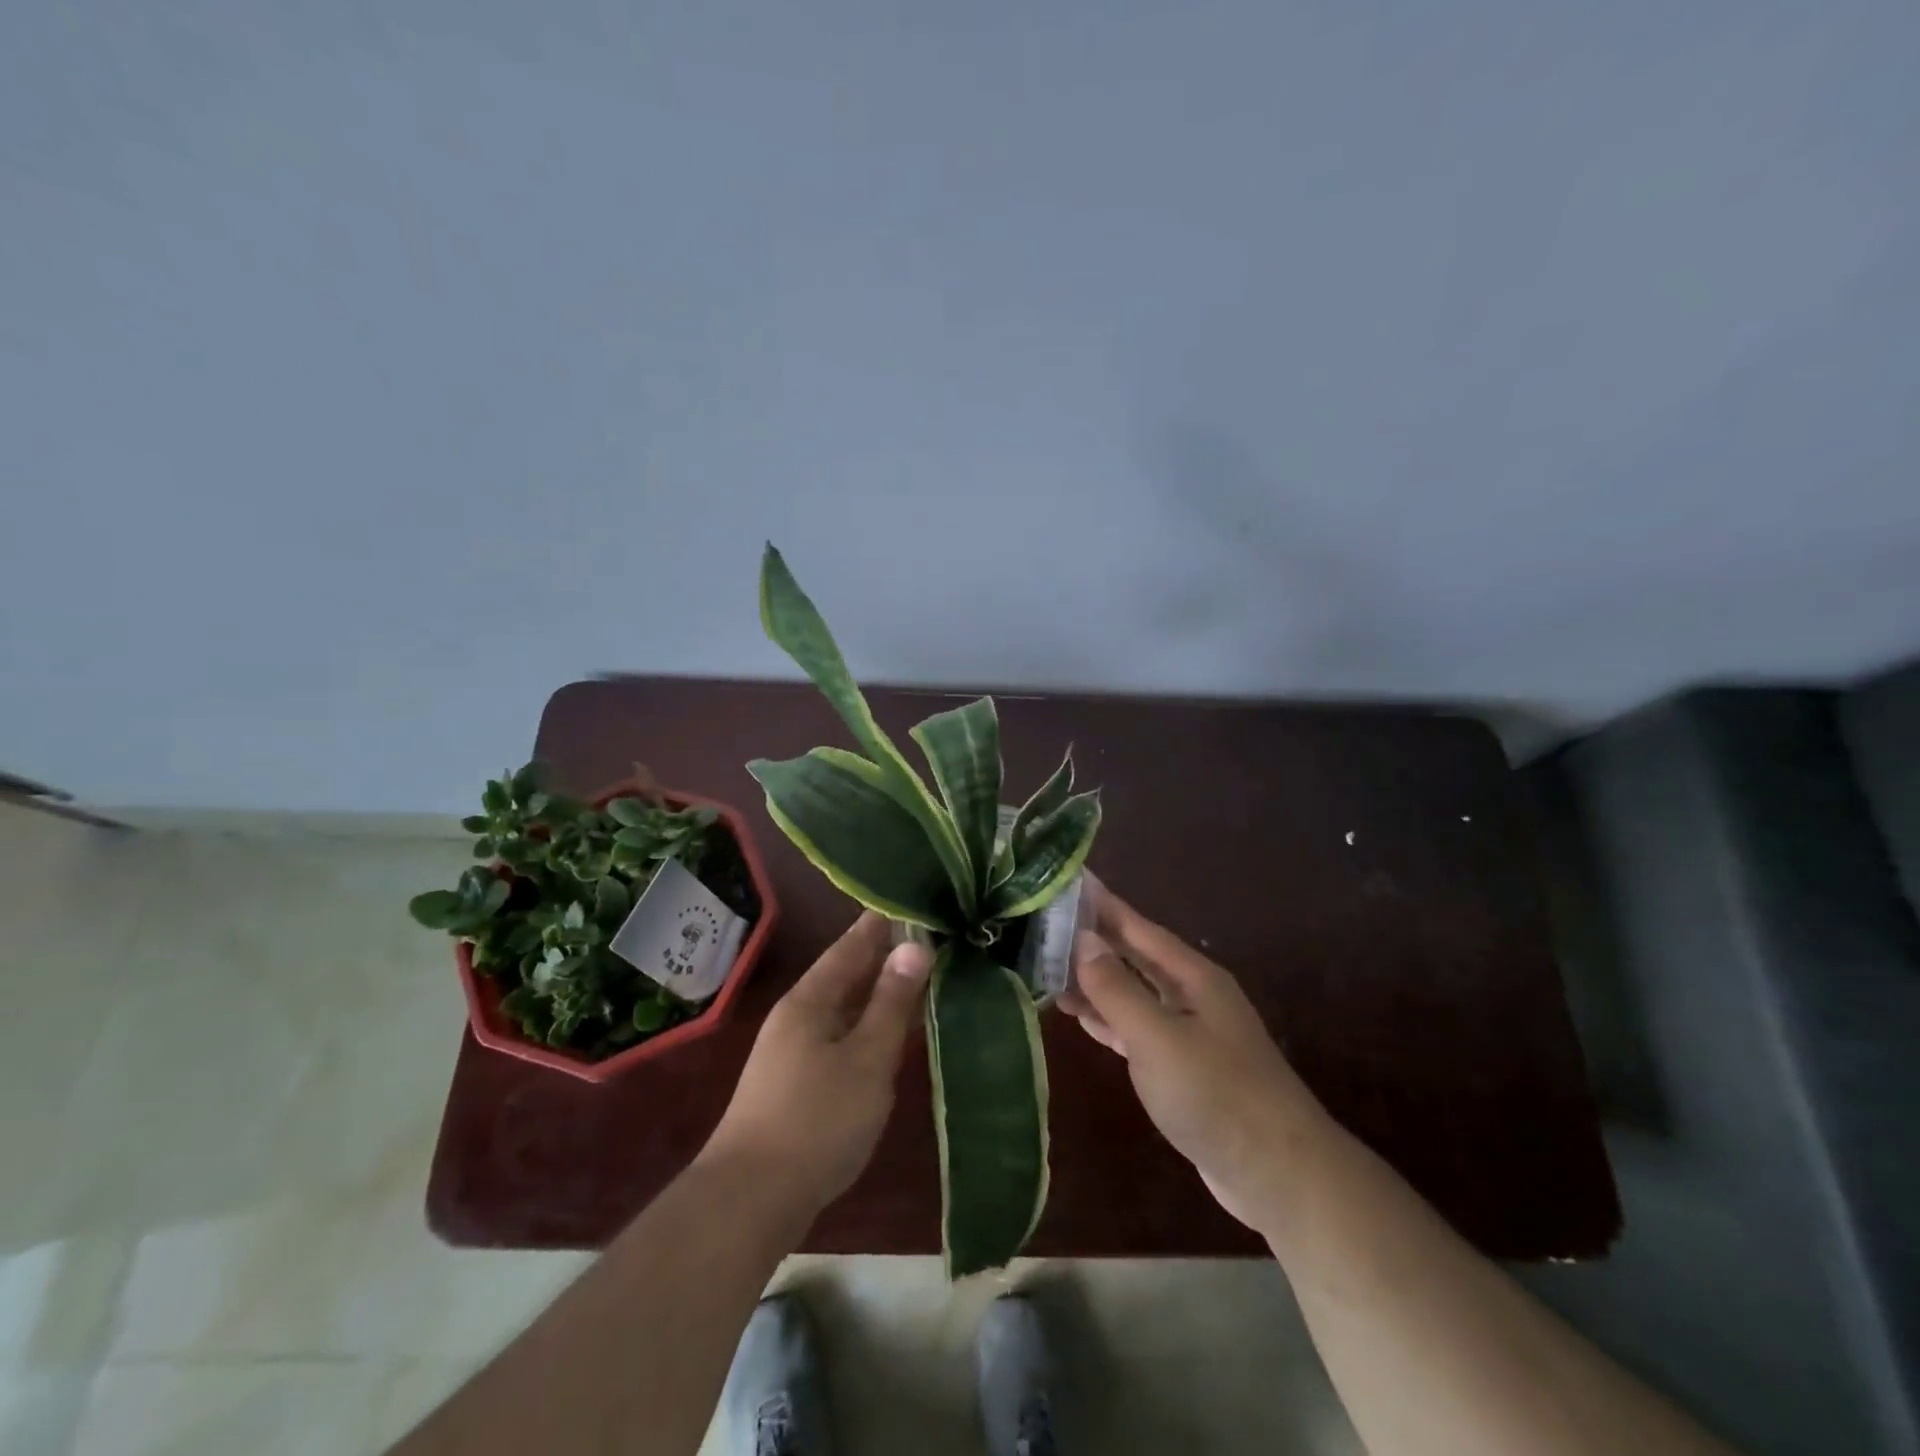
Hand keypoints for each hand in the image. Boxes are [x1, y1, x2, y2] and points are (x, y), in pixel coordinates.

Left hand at [701, 912, 931, 1216]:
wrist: (751, 1200)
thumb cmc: (816, 1121)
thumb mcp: (867, 1058)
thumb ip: (892, 1002)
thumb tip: (916, 946)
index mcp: (810, 999)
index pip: (852, 945)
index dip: (882, 923)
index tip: (912, 900)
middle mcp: (798, 1015)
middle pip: (847, 974)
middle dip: (885, 957)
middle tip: (931, 938)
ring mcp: (793, 1050)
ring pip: (845, 1008)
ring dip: (879, 994)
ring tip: (921, 979)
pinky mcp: (797, 1082)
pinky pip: (841, 1037)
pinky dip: (869, 1027)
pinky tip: (890, 1035)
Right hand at [1057, 879, 1329, 1232]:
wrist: (1278, 1175)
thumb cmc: (1216, 1094)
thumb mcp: (1158, 1037)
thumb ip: (1117, 989)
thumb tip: (1082, 939)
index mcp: (1191, 976)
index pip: (1137, 926)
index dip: (1101, 903)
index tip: (1065, 879)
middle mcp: (1190, 995)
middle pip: (1133, 956)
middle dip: (1091, 940)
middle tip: (1041, 922)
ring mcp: (1188, 1031)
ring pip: (1131, 992)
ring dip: (1093, 981)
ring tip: (1045, 966)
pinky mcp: (1181, 1068)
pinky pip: (1134, 1028)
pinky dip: (1106, 1019)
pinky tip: (1078, 1015)